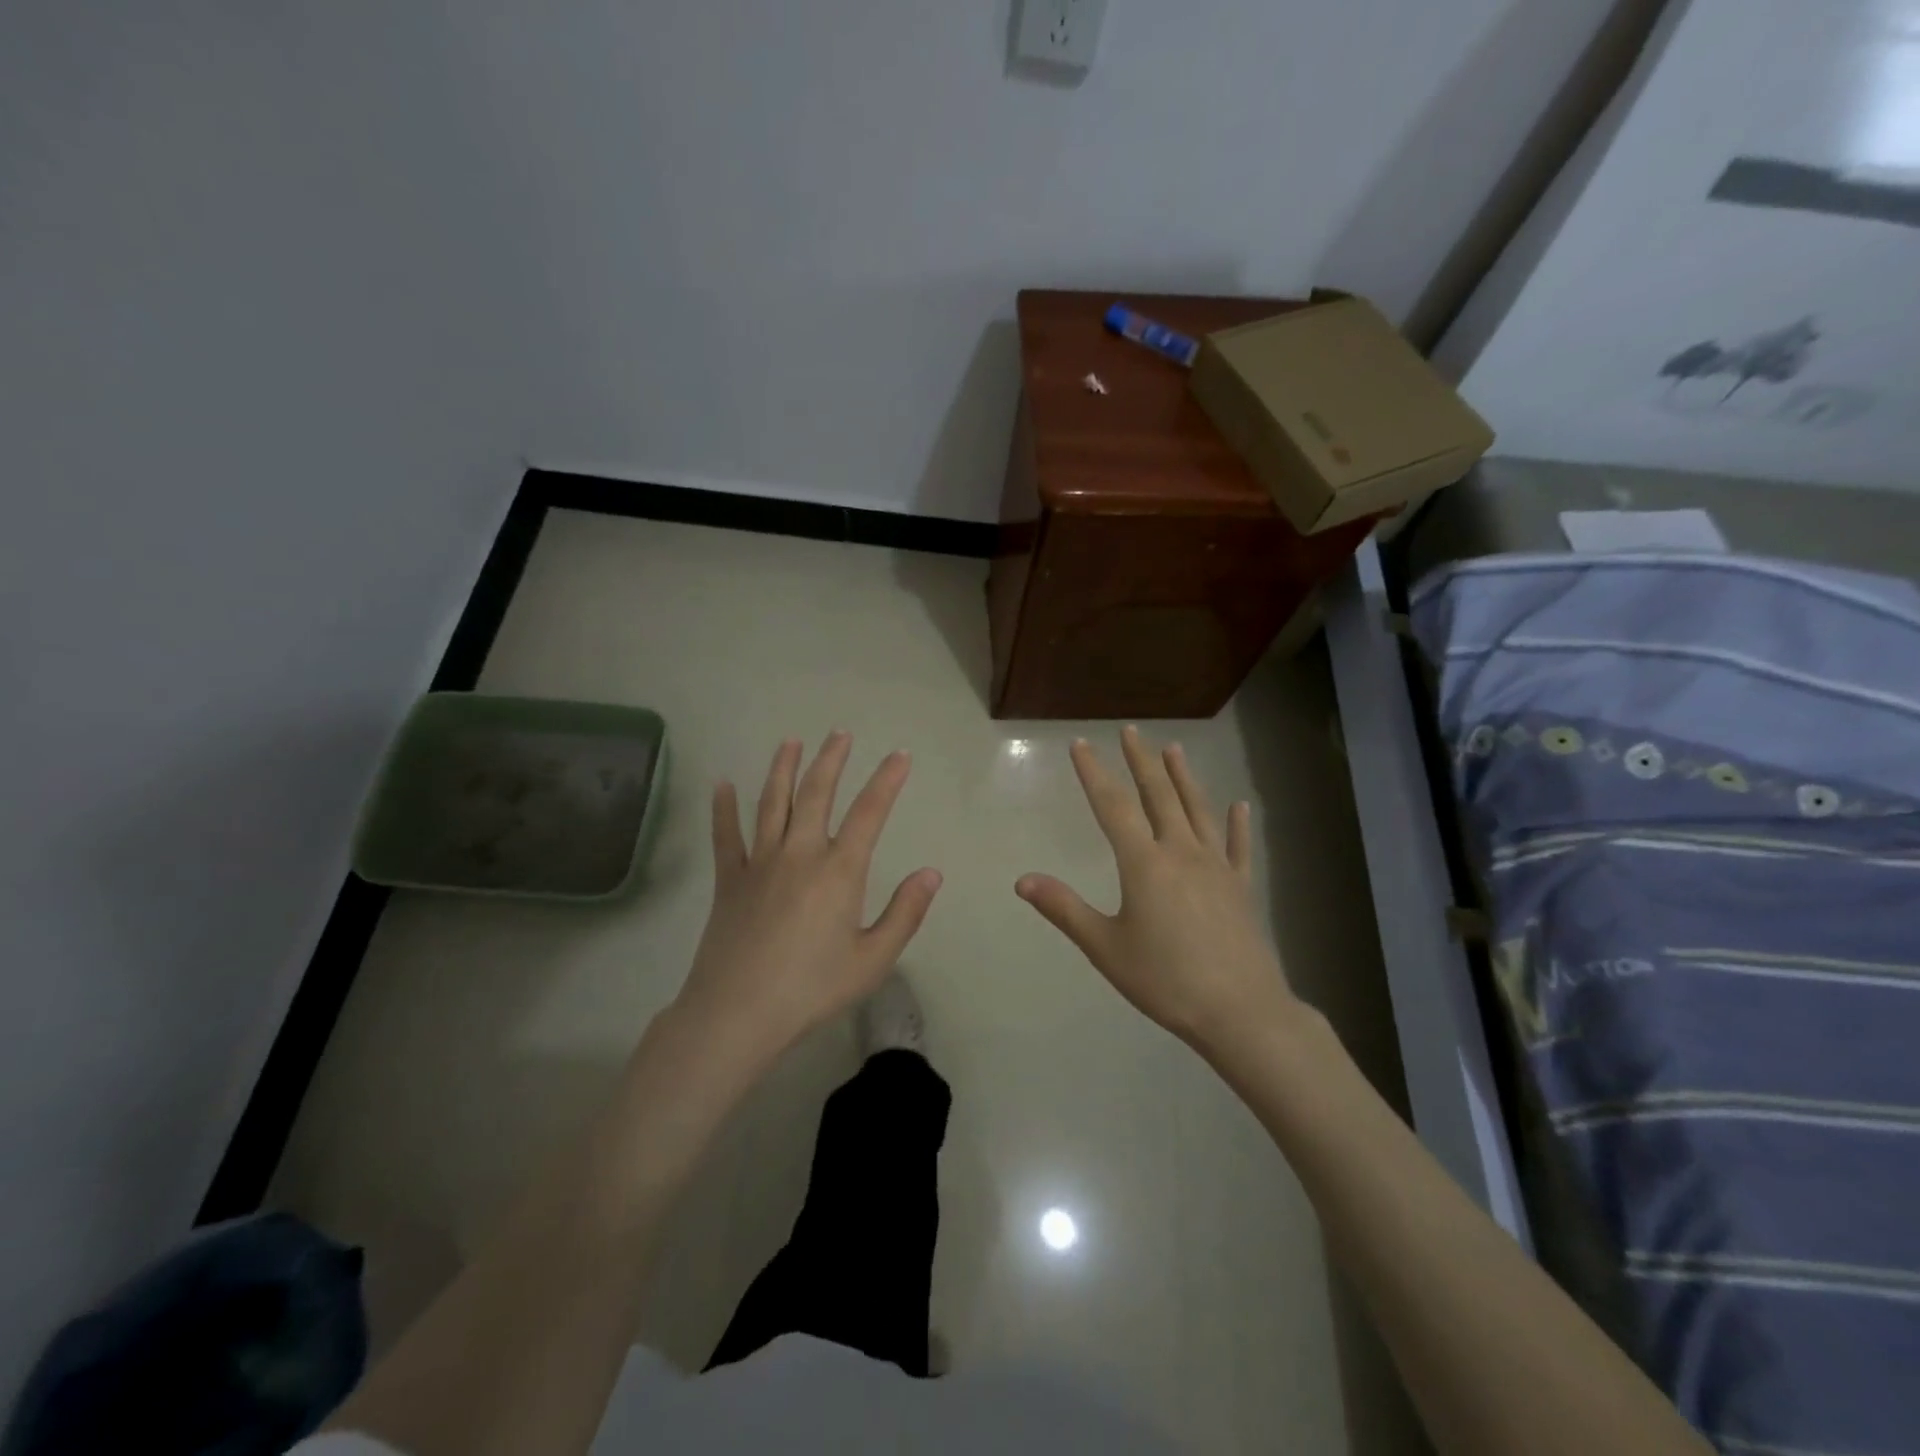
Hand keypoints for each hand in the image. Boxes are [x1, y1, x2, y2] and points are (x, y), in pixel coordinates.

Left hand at [673, 732, 941, 1065]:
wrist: (737, 1013)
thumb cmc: (812, 989)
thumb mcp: (873, 960)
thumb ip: (905, 913)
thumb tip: (931, 873)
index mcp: (839, 871)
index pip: (870, 812)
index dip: (887, 780)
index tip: (900, 755)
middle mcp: (799, 854)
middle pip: (816, 794)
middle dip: (831, 759)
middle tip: (840, 733)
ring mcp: (759, 863)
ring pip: (772, 803)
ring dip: (783, 768)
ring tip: (791, 741)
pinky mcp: (729, 880)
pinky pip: (725, 835)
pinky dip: (724, 808)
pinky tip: (722, 784)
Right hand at [1016, 727, 1298, 1054]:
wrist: (1240, 1011)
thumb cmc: (1165, 980)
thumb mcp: (1105, 948)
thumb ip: (1064, 909)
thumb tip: (1022, 879)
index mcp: (1144, 864)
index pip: (1113, 807)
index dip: (1094, 773)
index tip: (1081, 744)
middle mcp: (1181, 852)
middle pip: (1159, 796)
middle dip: (1141, 761)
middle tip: (1131, 731)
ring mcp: (1216, 867)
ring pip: (1197, 810)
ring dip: (1184, 778)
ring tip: (1174, 749)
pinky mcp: (1241, 887)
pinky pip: (1238, 846)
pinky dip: (1237, 824)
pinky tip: (1239, 806)